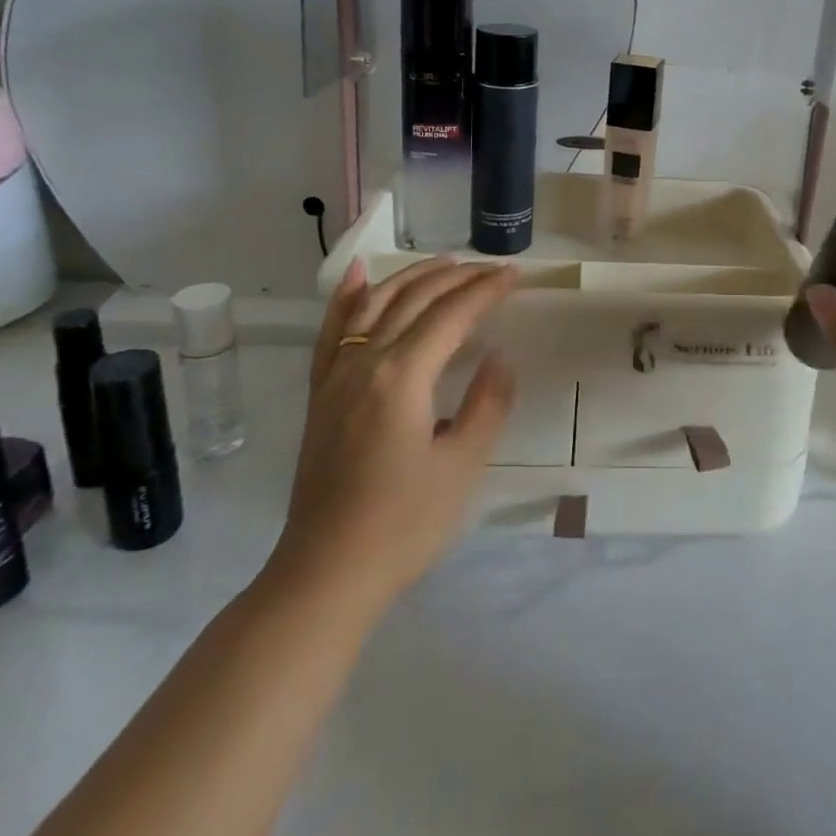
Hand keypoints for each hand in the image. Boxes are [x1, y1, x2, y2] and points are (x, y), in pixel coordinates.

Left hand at [262, 256, 519, 613]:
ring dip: (411, 276)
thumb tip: (499, 357)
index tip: (515, 274)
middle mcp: (365, 361)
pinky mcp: (320, 393)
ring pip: (374, 304)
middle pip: (414, 300)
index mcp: (403, 375)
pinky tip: (358, 274)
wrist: (325, 574)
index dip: (486, 291)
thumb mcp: (462, 466)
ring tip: (444, 262)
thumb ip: (487, 404)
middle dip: (456, 277)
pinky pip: (332, 330)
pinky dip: (346, 296)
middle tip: (491, 269)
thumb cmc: (403, 525)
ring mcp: (336, 375)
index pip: (452, 315)